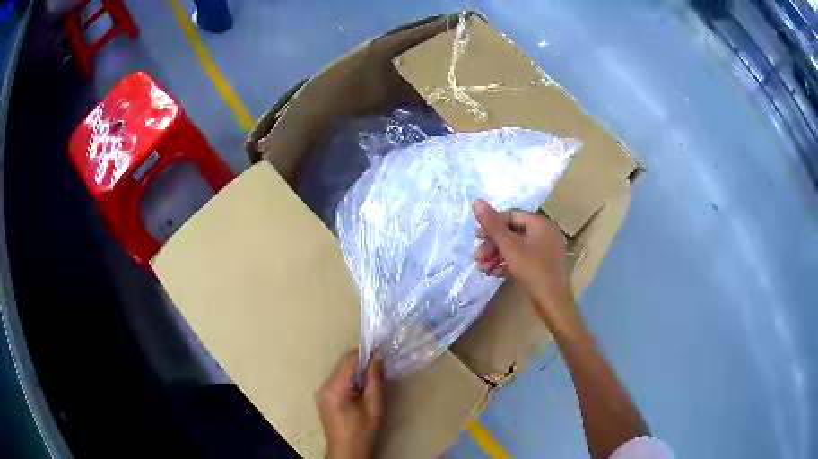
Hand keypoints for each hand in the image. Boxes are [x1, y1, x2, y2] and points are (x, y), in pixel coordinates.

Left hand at [316, 351, 384, 458]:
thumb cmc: (364, 429)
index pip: (349, 360)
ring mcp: (320, 393)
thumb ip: (375, 378)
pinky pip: (336, 382)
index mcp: (335, 388)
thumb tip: (378, 355)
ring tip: (370, 381)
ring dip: (354, 373)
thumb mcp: (375, 404)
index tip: (380, 353)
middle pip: (343, 366)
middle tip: (379, 368)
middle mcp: (323, 387)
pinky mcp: (322, 399)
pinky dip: (348, 382)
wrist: (348, 451)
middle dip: (360, 364)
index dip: (365, 354)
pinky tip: (359, 391)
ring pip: (339, 373)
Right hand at [472, 199, 580, 336]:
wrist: (553, 301)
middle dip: (493, 245)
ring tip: (483, 269)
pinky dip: (509, 263)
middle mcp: (546, 232)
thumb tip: (477, 201)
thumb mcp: (509, 246)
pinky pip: (524, 258)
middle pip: (513, 232)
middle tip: (477, 258)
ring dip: (498, 256)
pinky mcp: (545, 265)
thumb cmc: (532, 269)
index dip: (492, 226)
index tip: (477, 238)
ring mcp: (547, 249)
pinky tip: (496, 274)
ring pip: (517, 247)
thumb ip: (492, 224)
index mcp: (540, 223)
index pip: (511, 216)